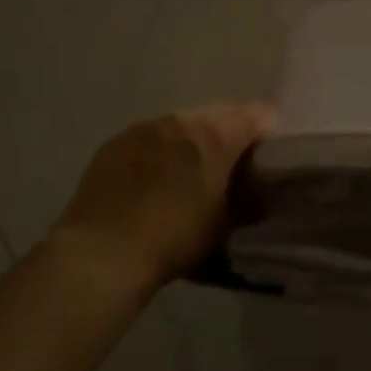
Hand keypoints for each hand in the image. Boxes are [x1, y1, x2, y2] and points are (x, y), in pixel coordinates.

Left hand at [51, 103, 277, 289]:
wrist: (102, 255)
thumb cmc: (175, 238)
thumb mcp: (225, 224)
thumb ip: (249, 200)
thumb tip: (258, 193)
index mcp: (217, 134)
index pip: (260, 115)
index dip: (268, 135)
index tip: (266, 159)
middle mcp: (182, 120)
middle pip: (220, 114)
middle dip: (230, 135)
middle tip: (229, 168)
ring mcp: (145, 127)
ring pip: (183, 124)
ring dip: (193, 141)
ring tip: (188, 174)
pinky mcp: (115, 142)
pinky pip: (151, 137)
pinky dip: (160, 151)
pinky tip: (153, 180)